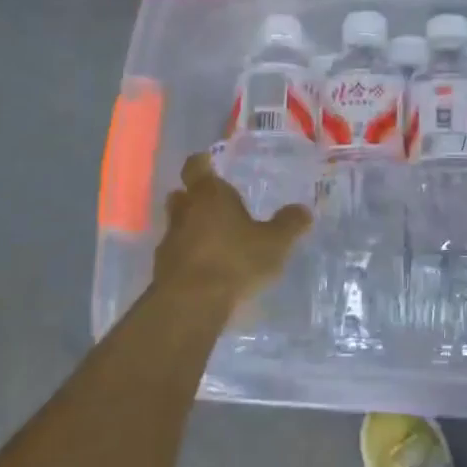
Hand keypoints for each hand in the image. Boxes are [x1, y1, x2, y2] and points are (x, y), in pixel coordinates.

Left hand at [149, 153, 312, 314]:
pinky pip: (177, 254)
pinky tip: (207, 268)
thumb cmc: (235, 260)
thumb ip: (289, 225)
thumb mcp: (274, 243)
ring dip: (191, 228)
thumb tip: (304, 210)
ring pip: (178, 225)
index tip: (208, 161)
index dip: (202, 163)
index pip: (196, 166)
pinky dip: (189, 256)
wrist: (191, 304)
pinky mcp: (162, 270)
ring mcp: (170, 241)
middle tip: (214, 202)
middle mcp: (185, 212)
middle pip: (182, 195)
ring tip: (214, 238)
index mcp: (210, 195)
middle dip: (194, 197)